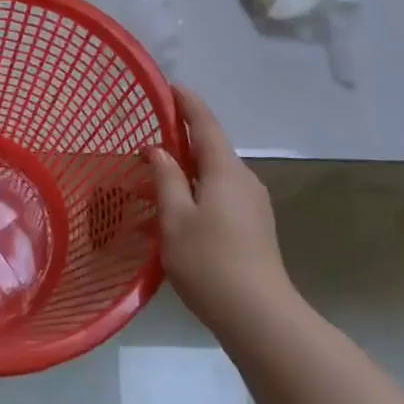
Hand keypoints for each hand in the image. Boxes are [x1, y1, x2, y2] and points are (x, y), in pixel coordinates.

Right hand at [147, 86, 293, 334]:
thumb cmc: (210, 262)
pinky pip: (219, 201)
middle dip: (178, 146)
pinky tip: (170, 224)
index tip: (169, 87)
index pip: (205, 123)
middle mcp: (243, 179)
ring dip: (182, 179)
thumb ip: (166, 179)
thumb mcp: (175, 219)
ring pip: (212, 179)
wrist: (259, 316)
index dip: (187, 103)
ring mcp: (252, 205)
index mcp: (225, 169)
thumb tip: (159, 150)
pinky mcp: (254, 228)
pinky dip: (193, 201)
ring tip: (147, 193)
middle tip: (144, 148)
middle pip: (209, 151)